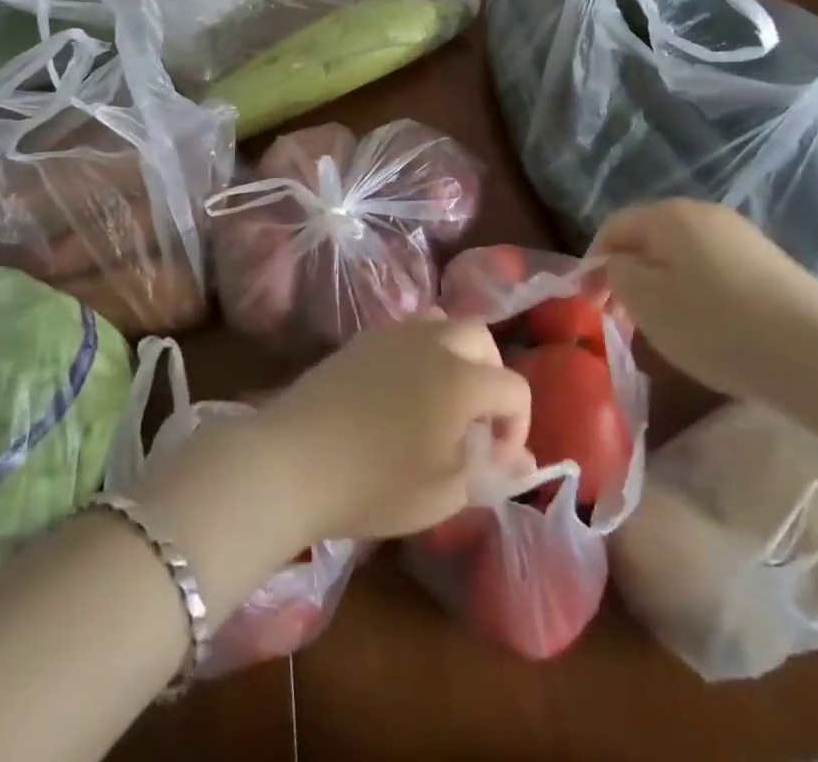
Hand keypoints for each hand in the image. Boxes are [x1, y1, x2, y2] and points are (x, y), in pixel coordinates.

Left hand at [255, 319, 532, 543]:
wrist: (293, 460)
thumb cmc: (375, 484)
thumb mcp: (444, 493)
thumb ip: (490, 471)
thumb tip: (523, 462)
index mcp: (462, 378)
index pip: (514, 387)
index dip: (517, 425)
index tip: (496, 459)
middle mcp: (433, 341)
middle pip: (481, 338)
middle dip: (491, 376)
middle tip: (475, 420)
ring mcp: (394, 333)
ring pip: (443, 323)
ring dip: (456, 354)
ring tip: (441, 398)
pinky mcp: (362, 338)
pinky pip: (408, 331)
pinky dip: (421, 352)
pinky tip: (401, 392)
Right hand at [592, 200, 817, 405]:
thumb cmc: (717, 325)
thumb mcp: (647, 302)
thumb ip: (618, 275)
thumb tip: (618, 264)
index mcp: (668, 215)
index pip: (613, 227)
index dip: (593, 262)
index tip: (589, 303)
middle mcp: (703, 213)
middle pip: (650, 238)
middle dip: (630, 274)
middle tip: (623, 318)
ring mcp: (741, 236)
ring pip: (682, 255)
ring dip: (663, 285)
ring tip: (664, 327)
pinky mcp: (769, 262)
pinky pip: (714, 269)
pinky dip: (697, 293)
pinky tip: (708, 327)